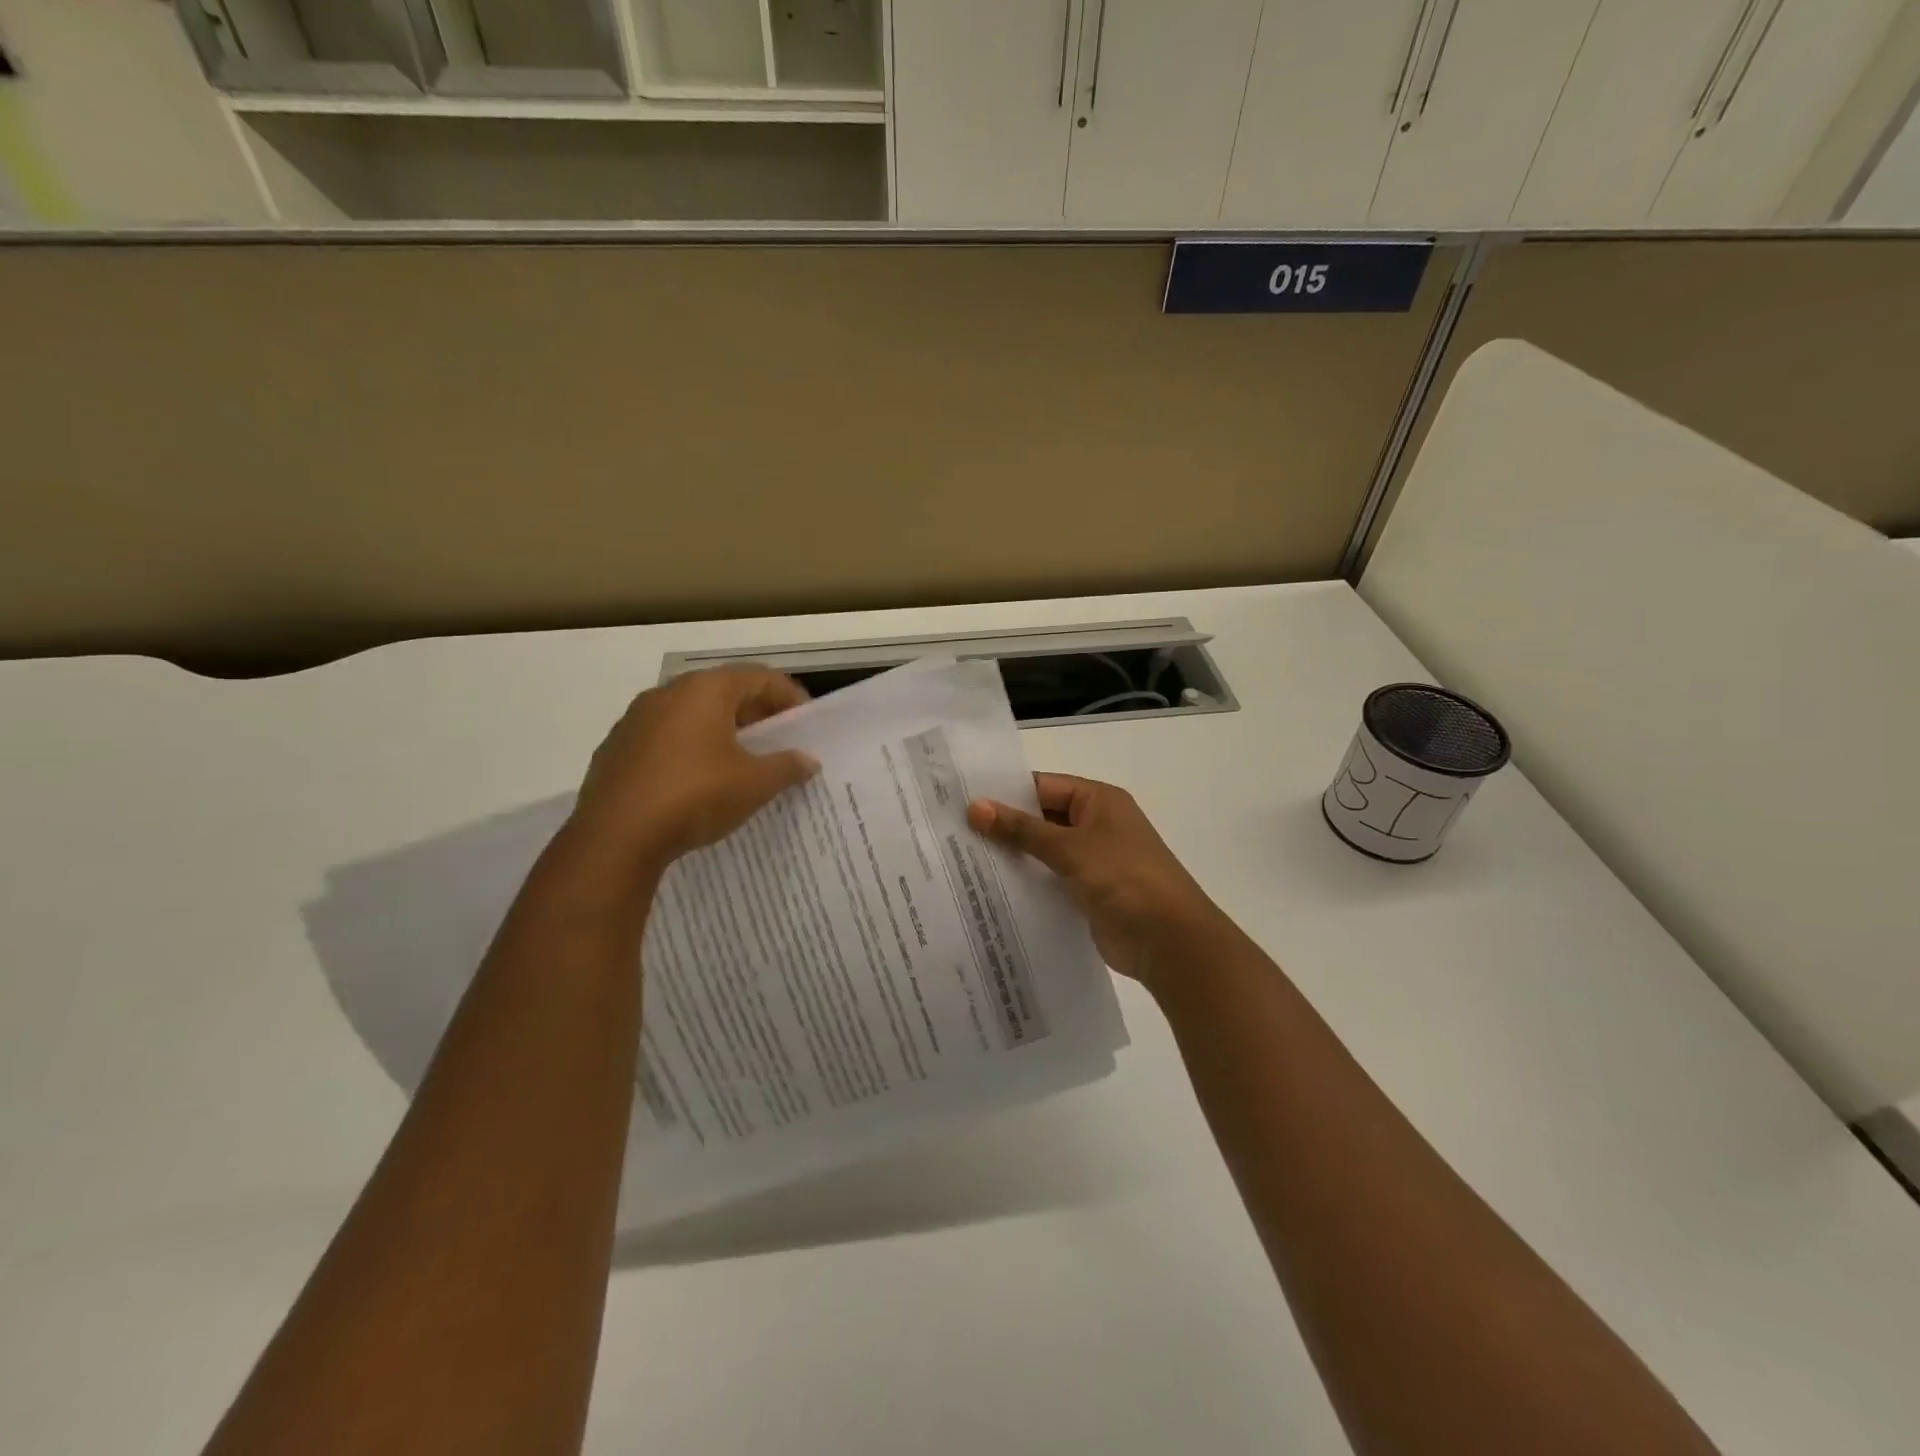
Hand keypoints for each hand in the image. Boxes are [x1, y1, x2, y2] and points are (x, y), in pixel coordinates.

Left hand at [567, 667, 818, 870]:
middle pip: (724, 691)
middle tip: (779, 742)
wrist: (615, 837)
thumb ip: (787, 766)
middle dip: (756, 714)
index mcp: (705, 690)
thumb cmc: (695, 796)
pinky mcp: (617, 748)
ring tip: (742, 762)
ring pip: (692, 714)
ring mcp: (636, 719)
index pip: (760, 677)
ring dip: (722, 731)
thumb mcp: (754, 784)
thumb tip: (808, 760)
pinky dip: (690, 748)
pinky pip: (665, 738)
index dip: (790, 696)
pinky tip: (699, 781)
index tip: (806, 723)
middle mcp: (668, 693)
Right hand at [967, 774, 1228, 991]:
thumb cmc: (1124, 879)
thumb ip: (1021, 829)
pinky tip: (989, 889)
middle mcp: (1095, 824)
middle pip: (1040, 817)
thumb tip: (974, 807)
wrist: (1168, 940)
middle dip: (1003, 825)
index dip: (1004, 792)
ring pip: (1042, 850)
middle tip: (952, 831)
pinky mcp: (1086, 892)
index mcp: (1098, 800)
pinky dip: (1025, 881)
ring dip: (1012, 855)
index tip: (960, 800)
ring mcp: (1091, 860)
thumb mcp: (1070, 848)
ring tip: (960, 859)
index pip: (1042, 786)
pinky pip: (1049, 879)